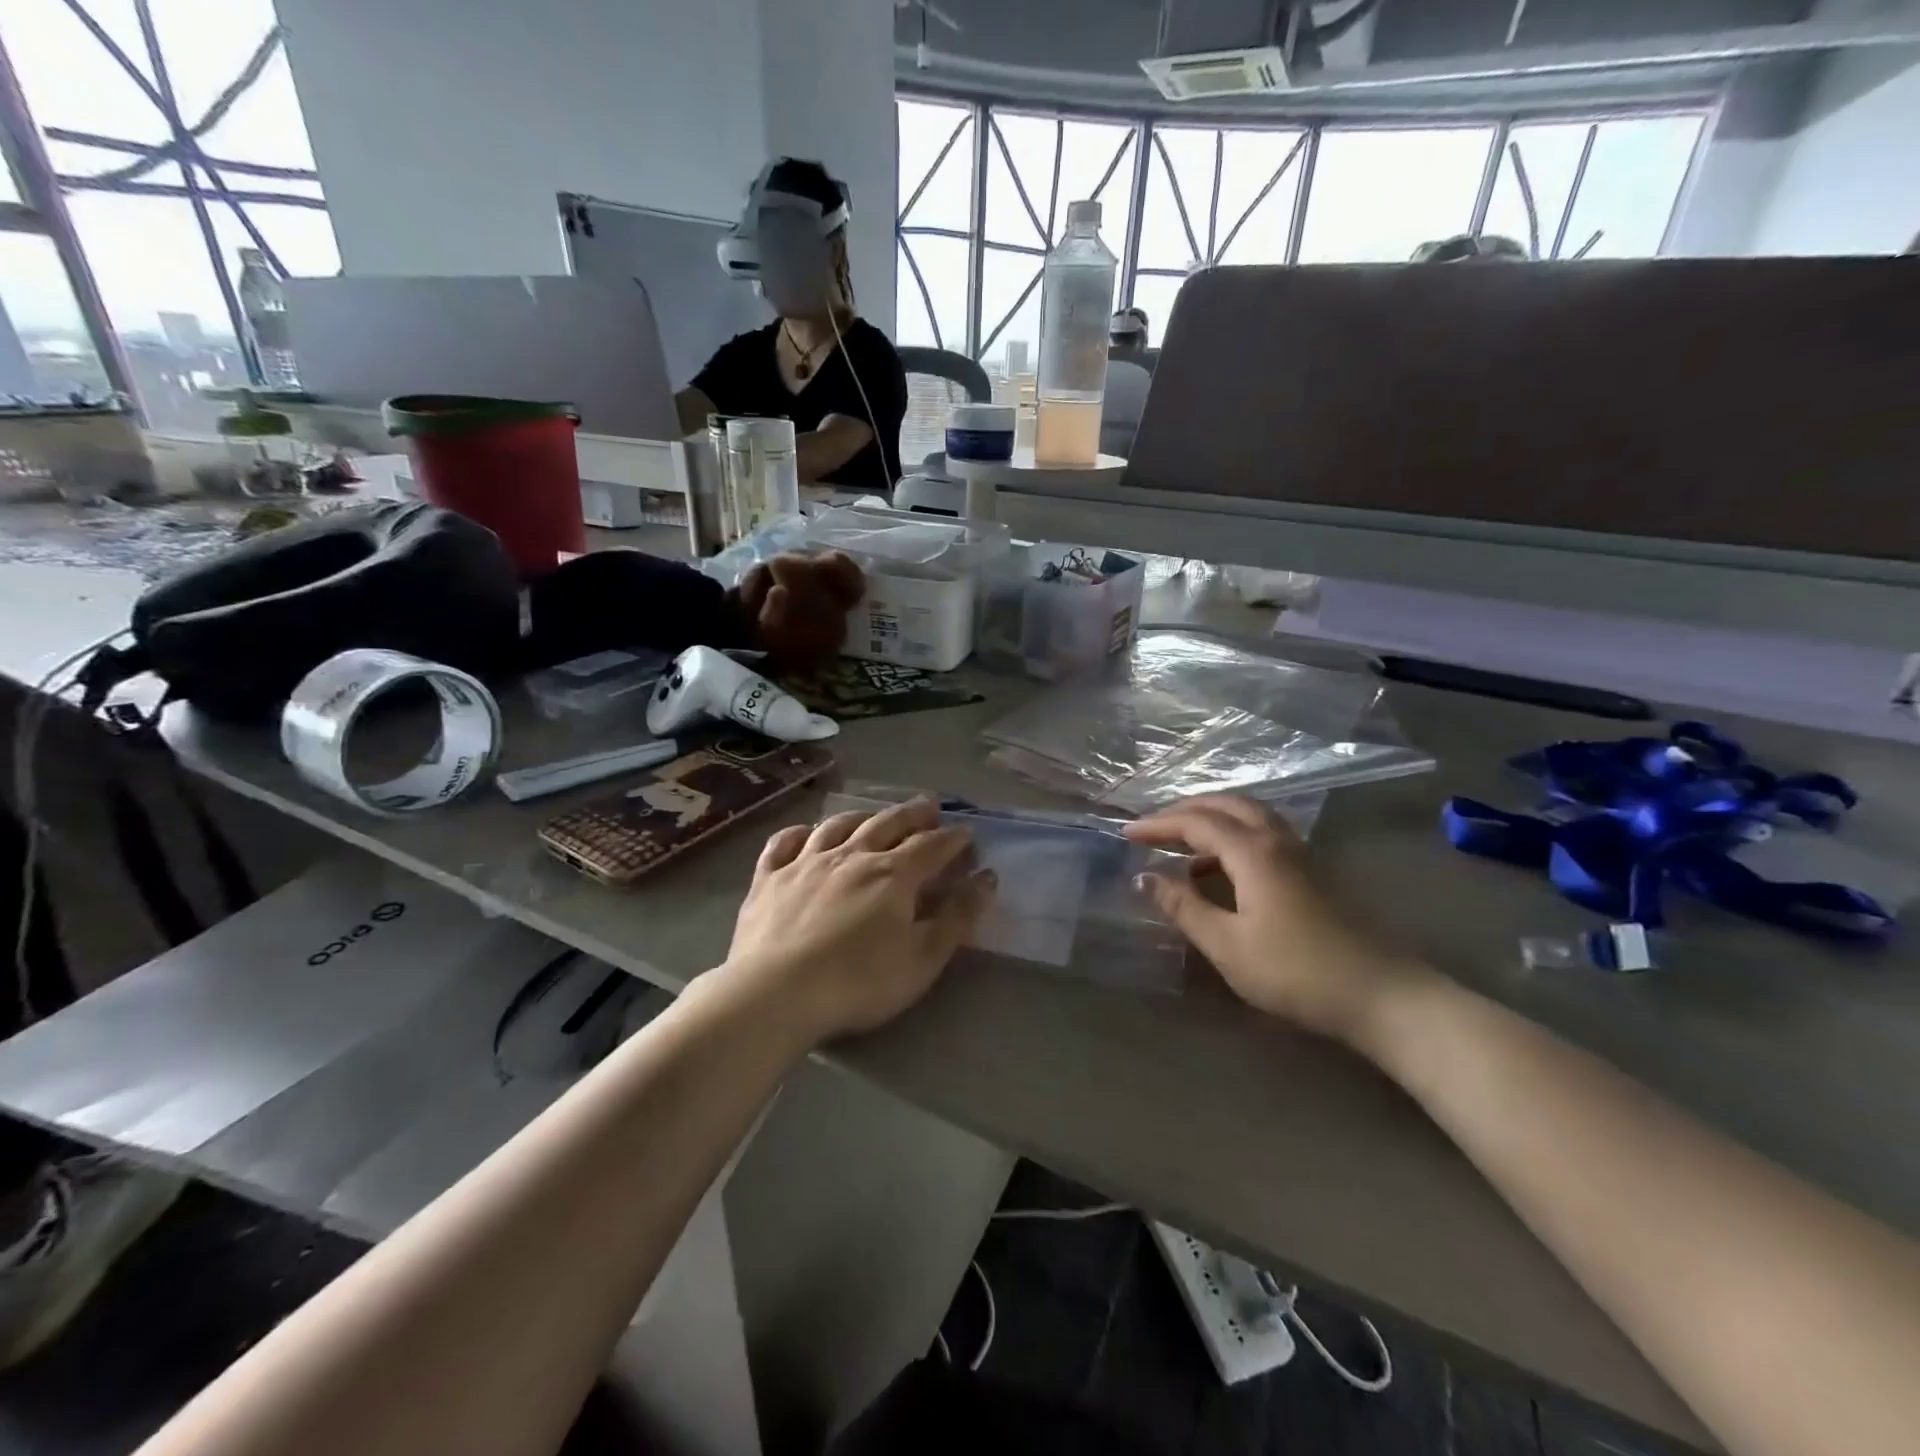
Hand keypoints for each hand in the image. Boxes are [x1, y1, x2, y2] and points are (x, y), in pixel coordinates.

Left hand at [723, 798, 994, 1042]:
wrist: (774, 993)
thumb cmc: (858, 982)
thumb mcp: (922, 959)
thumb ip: (957, 918)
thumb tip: (986, 878)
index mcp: (892, 875)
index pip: (931, 846)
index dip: (953, 838)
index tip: (966, 833)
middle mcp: (852, 855)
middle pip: (888, 824)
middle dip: (913, 814)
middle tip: (929, 807)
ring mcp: (806, 862)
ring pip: (838, 825)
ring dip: (862, 816)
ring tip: (873, 816)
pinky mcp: (769, 878)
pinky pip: (784, 843)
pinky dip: (799, 833)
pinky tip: (806, 834)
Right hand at [1124, 795, 1425, 1043]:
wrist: (1384, 996)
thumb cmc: (1297, 972)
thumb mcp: (1227, 945)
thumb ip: (1183, 907)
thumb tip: (1144, 877)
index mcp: (1254, 852)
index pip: (1196, 822)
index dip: (1158, 824)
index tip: (1126, 834)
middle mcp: (1278, 840)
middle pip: (1226, 804)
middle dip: (1185, 809)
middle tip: (1153, 827)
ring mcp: (1302, 853)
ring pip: (1250, 815)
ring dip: (1212, 818)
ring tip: (1183, 843)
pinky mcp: (1315, 871)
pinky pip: (1264, 833)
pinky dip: (1234, 835)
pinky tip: (1223, 867)